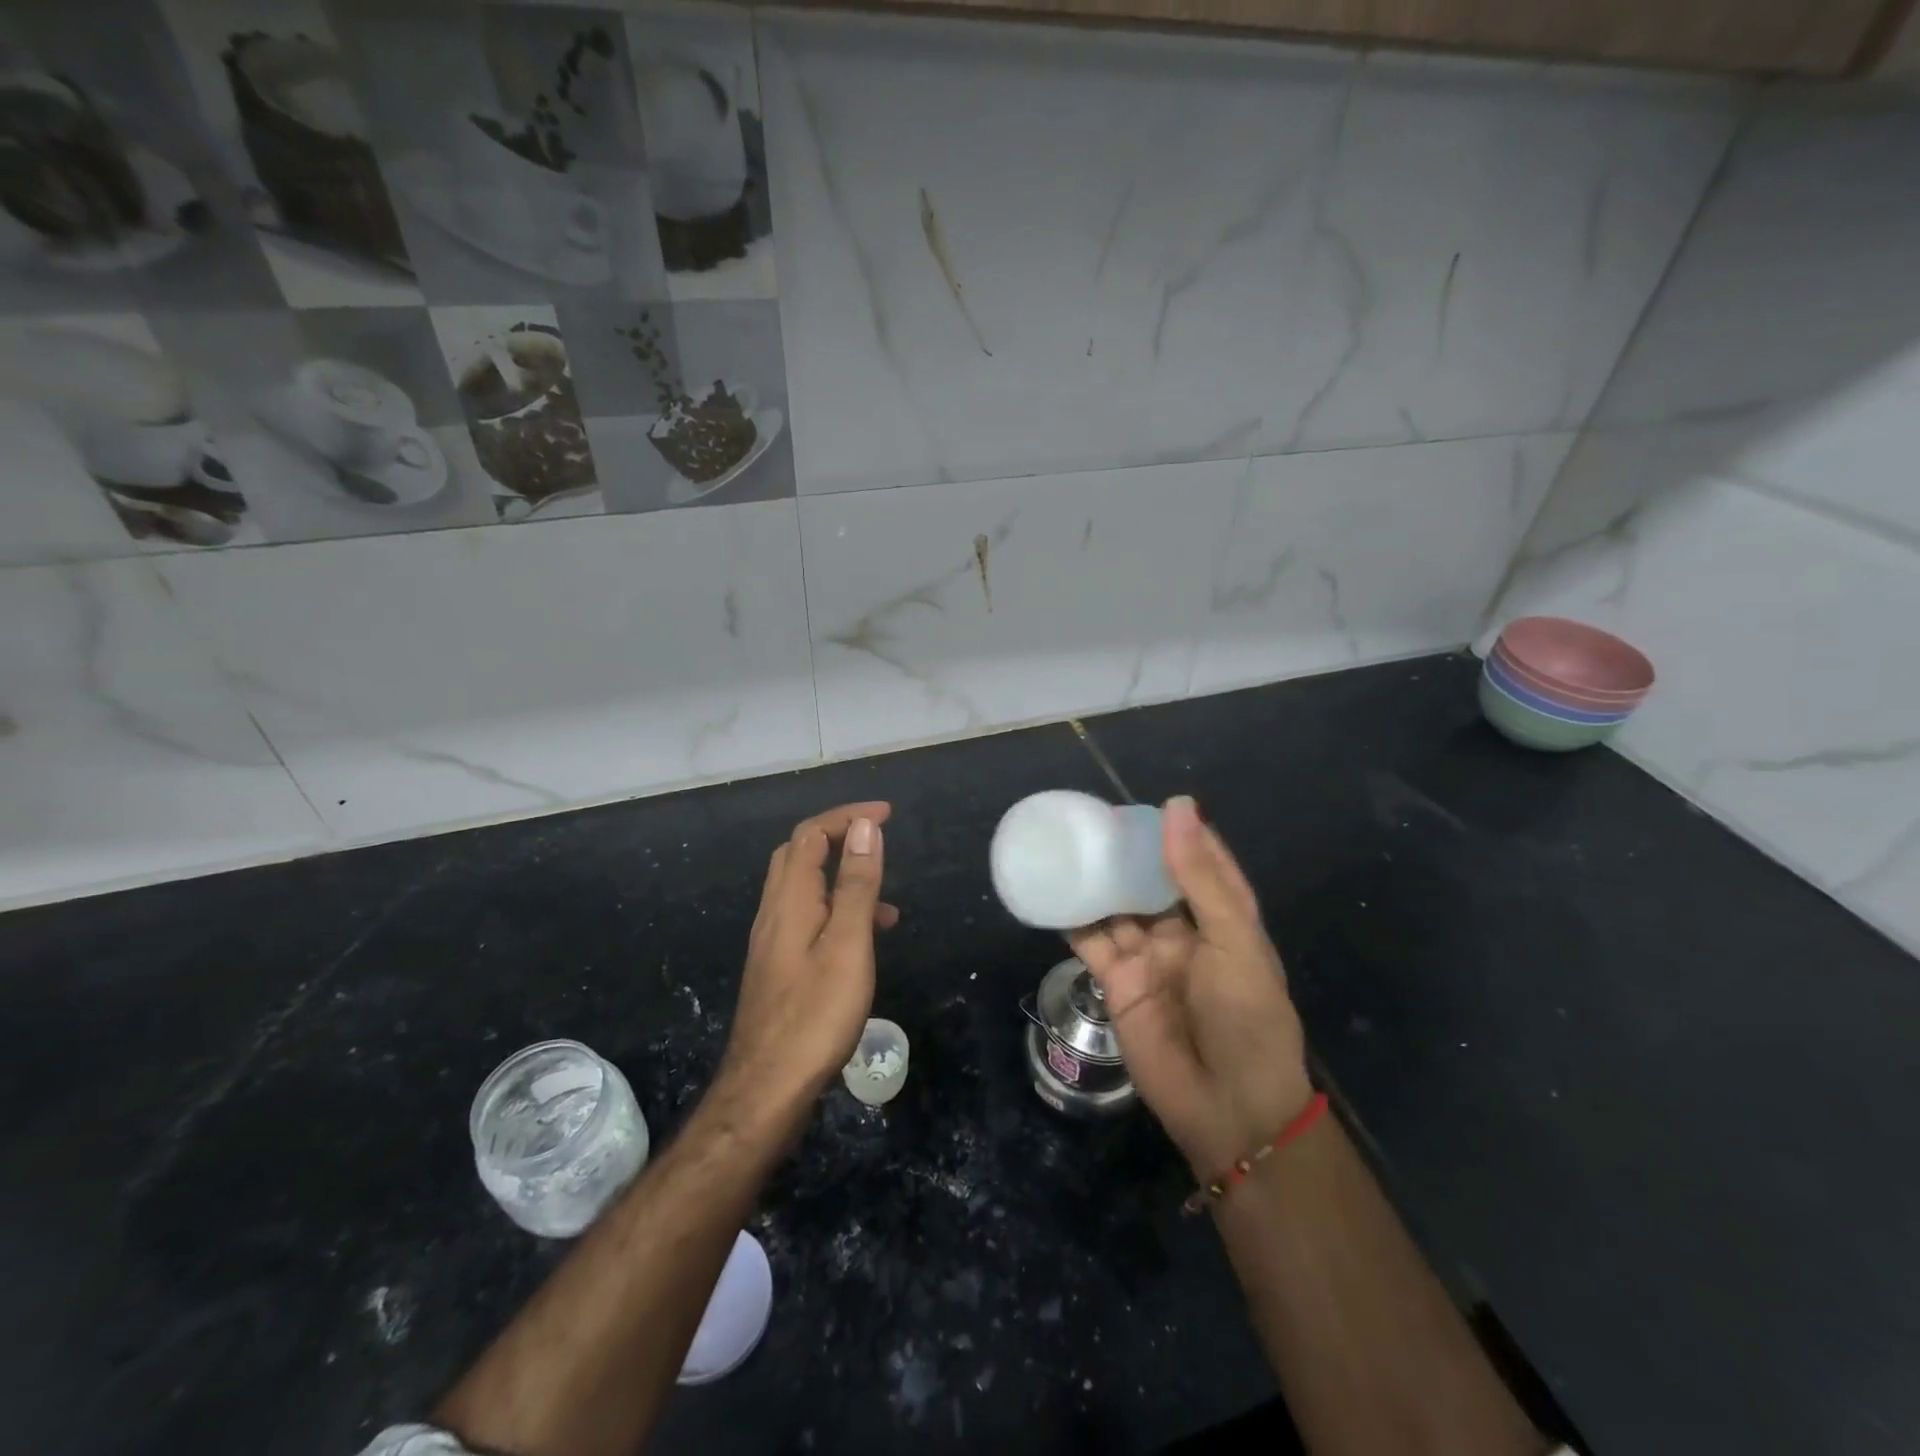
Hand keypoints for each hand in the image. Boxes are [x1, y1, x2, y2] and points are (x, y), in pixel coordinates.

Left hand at [720, 802, 896, 1110]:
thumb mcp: (848, 944)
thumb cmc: (815, 1014)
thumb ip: (857, 884)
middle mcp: (774, 912)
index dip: (846, 817)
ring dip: (841, 877)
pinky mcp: (777, 967)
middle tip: (878, 840)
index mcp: (790, 900)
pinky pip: (807, 918)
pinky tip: (862, 943)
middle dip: (838, 836)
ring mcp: (772, 942)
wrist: (766, 1089)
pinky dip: (836, 911)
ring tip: (887, 903)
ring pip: (803, 888)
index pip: (811, 835)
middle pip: (799, 854)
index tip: (886, 814)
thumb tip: (865, 827)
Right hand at [1069, 797, 1311, 1177]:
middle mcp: (1185, 933)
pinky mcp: (1118, 983)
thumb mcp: (1232, 939)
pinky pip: (1090, 942)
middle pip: (1152, 882)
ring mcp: (1149, 958)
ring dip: (1096, 880)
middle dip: (1128, 854)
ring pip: (1117, 907)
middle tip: (1095, 820)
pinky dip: (1070, 918)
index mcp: (1223, 920)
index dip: (1182, 835)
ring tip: (1067, 844)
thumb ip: (1199, 875)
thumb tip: (1177, 806)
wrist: (1227, 1106)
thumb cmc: (1245, 1015)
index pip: (1203, 864)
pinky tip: (1050, 891)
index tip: (1154, 806)